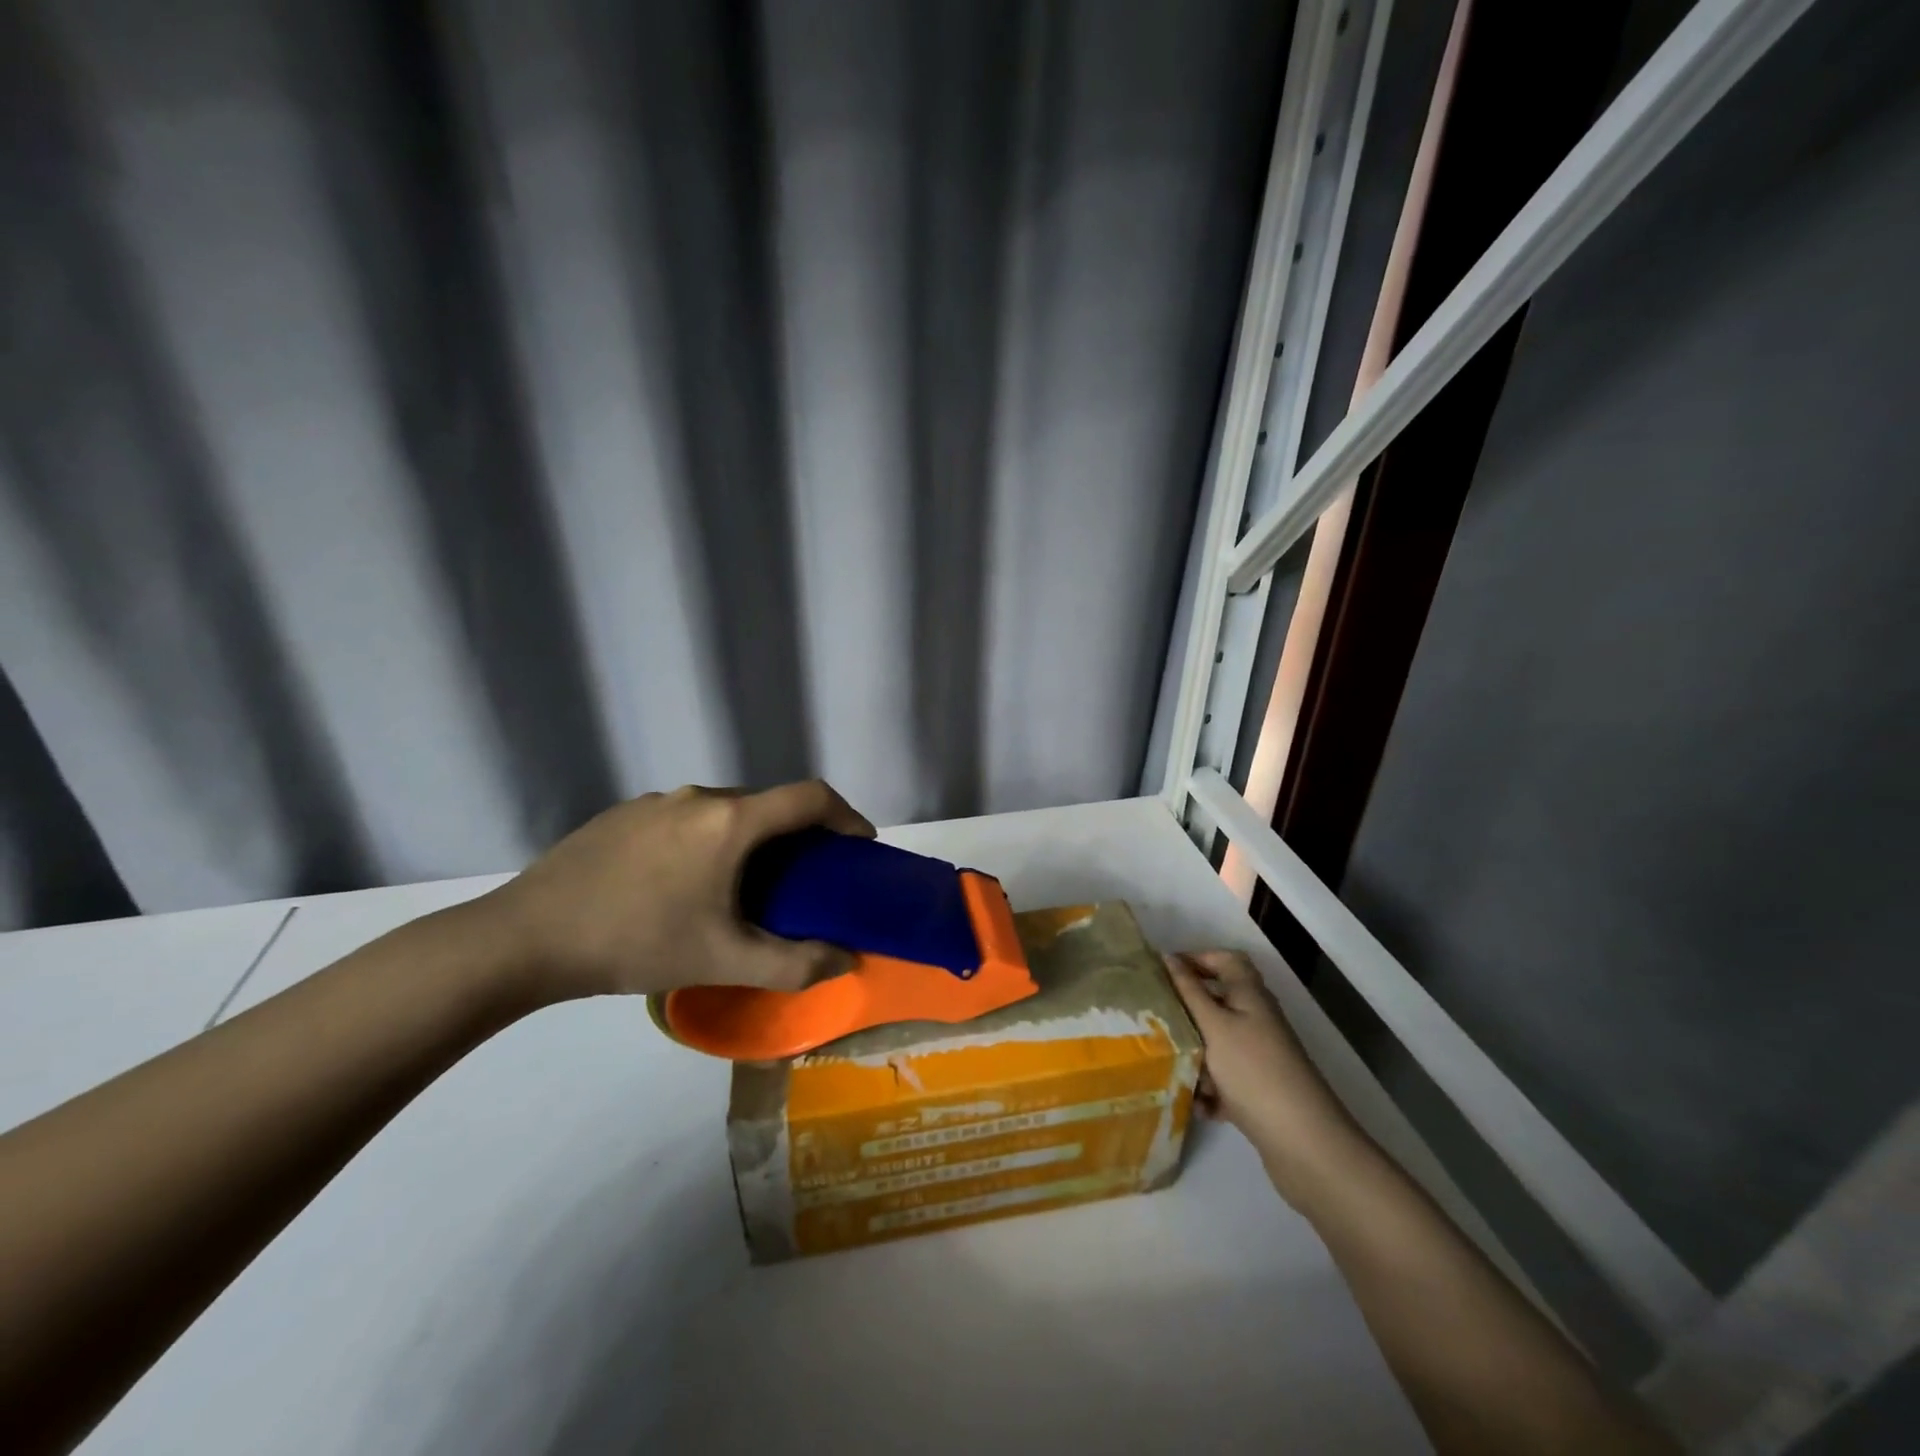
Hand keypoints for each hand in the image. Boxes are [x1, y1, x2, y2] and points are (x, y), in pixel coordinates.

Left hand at [478, 780, 874, 1001]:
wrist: (525, 938)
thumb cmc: (635, 941)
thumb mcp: (723, 961)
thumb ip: (794, 964)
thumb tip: (846, 959)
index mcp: (730, 820)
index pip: (810, 797)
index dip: (846, 816)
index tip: (860, 846)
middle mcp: (698, 795)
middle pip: (768, 803)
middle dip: (798, 835)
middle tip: (805, 879)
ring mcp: (656, 800)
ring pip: (725, 810)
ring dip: (751, 838)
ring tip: (745, 885)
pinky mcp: (624, 814)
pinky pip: (687, 817)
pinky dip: (710, 839)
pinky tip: (684, 885)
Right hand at [1165, 950, 1363, 1195]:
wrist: (1302, 1142)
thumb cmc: (1252, 1070)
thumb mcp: (1214, 1026)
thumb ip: (1189, 992)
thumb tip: (1169, 957)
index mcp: (1250, 995)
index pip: (1225, 959)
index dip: (1196, 959)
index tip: (1163, 973)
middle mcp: (1257, 1019)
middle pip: (1218, 1002)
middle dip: (1187, 1010)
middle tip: (1154, 1018)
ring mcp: (1259, 1056)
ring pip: (1217, 1043)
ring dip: (1194, 1052)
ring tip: (1168, 1064)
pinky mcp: (1258, 1089)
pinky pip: (1225, 1078)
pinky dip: (1209, 1088)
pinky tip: (1196, 1103)